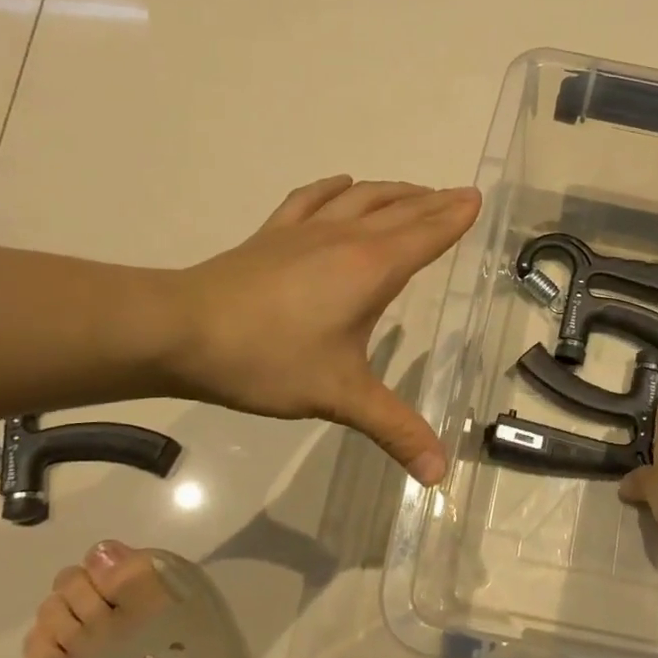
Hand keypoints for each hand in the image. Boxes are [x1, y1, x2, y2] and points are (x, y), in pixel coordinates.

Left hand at [160, 175, 480, 483]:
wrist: (180, 331)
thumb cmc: (268, 359)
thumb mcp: (339, 397)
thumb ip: (394, 430)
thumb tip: (439, 475)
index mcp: (371, 268)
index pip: (426, 235)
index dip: (454, 217)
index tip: (476, 198)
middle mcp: (346, 238)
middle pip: (400, 211)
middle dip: (434, 201)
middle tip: (460, 193)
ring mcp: (306, 232)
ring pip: (361, 198)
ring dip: (394, 191)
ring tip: (415, 191)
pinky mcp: (272, 235)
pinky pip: (311, 199)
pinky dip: (333, 188)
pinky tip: (342, 183)